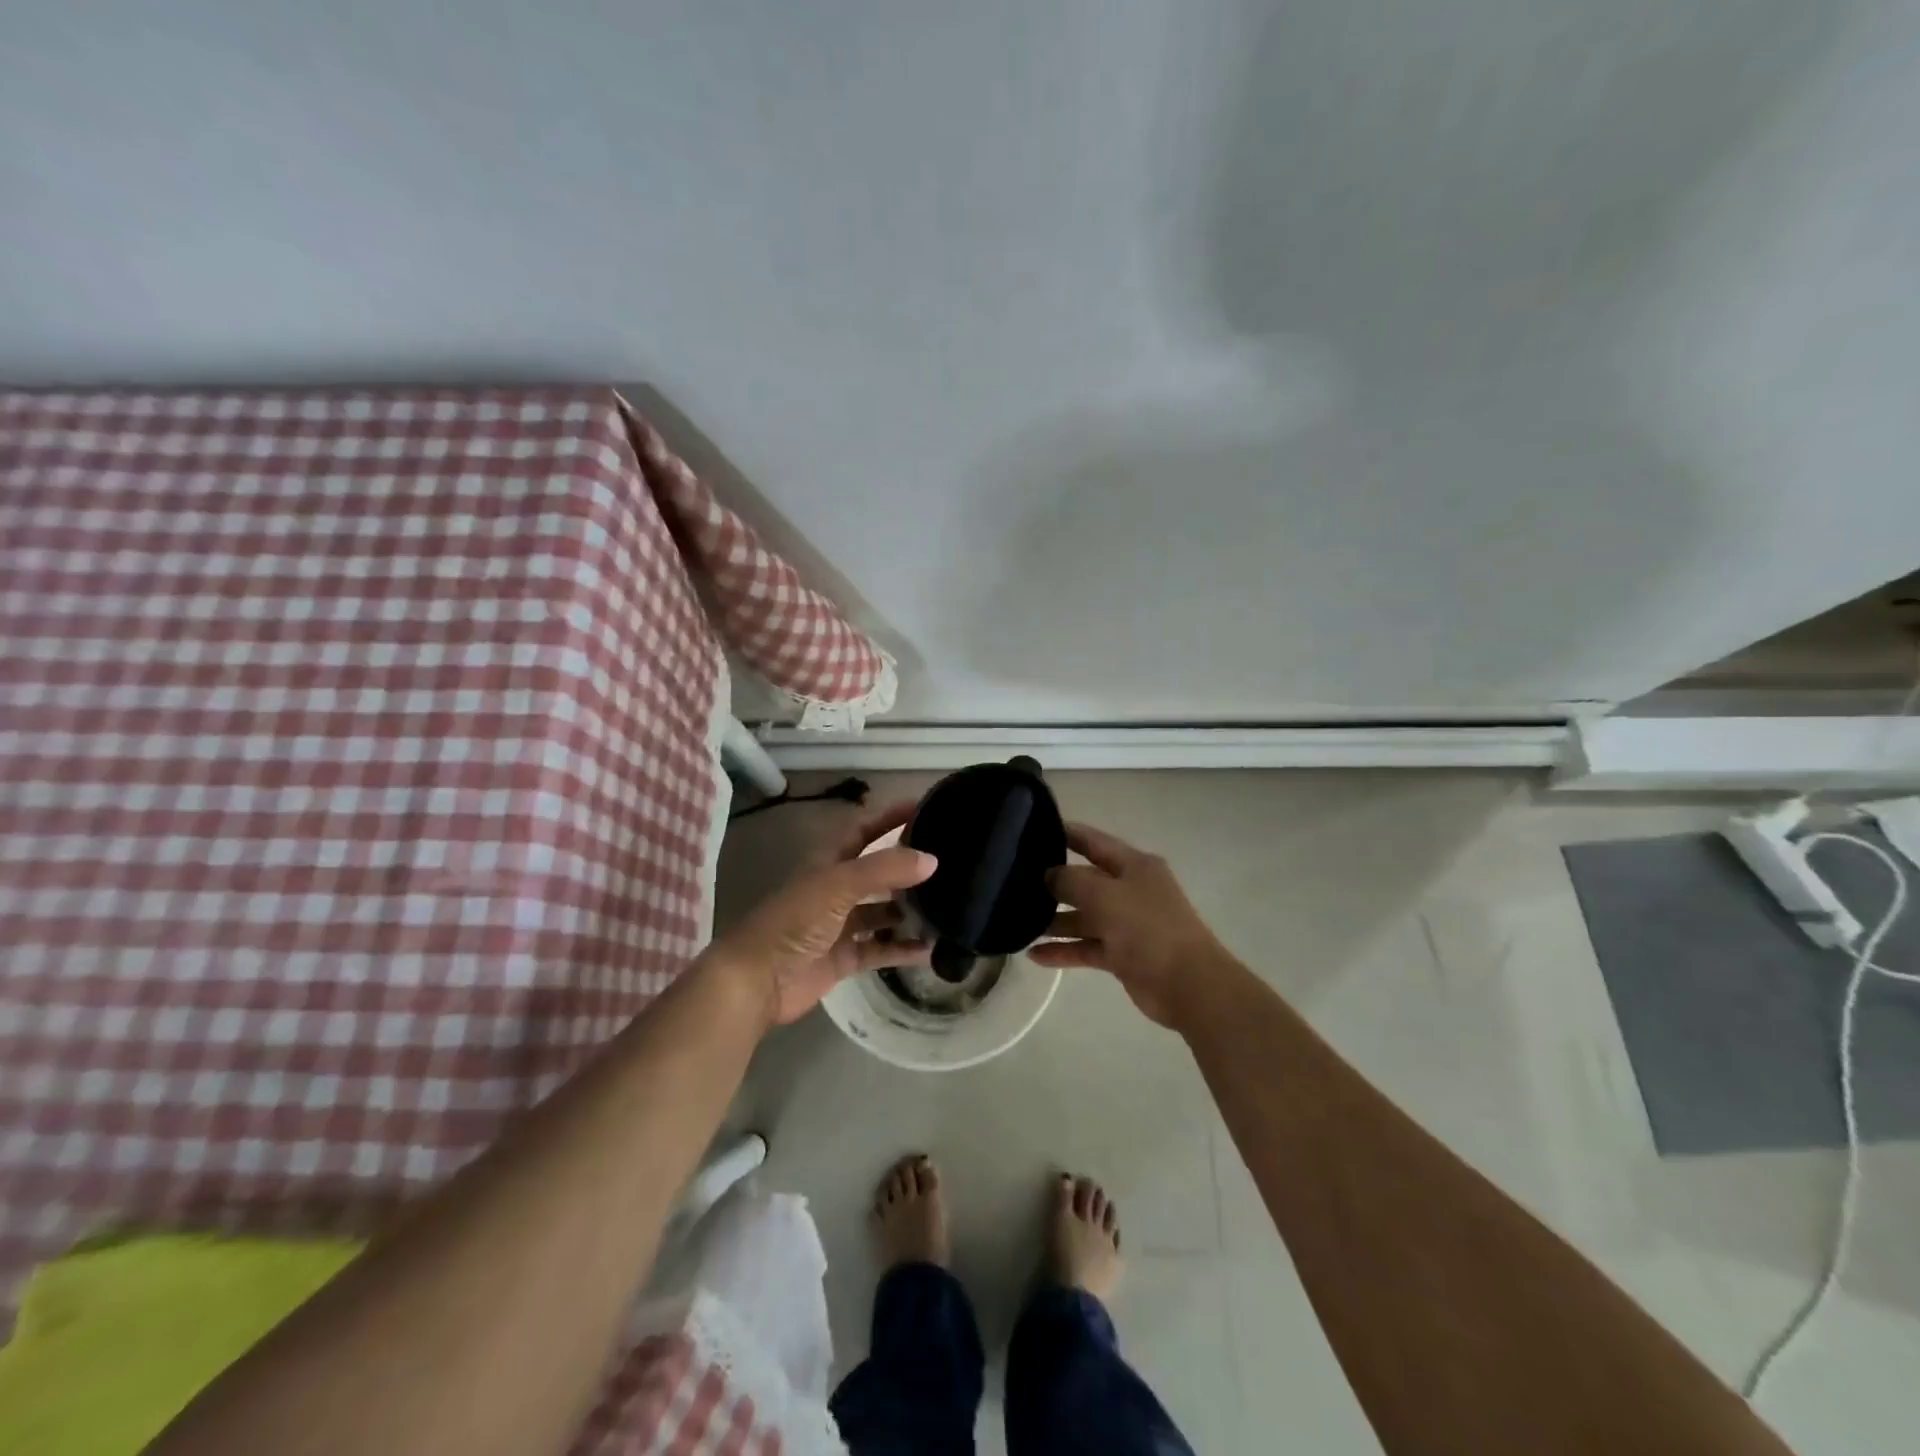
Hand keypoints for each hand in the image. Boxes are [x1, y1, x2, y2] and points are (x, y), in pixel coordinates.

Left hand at [701, 800, 936, 1027]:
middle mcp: (836, 889)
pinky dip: (903, 949)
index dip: (890, 818)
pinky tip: (932, 949)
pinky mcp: (845, 958)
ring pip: (883, 912)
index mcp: (829, 862)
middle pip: (879, 873)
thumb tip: (932, 859)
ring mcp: (841, 925)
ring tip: (951, 907)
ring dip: (911, 911)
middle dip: (909, 868)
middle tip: (950, 865)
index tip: (926, 808)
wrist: (757, 980)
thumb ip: (885, 869)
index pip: (865, 830)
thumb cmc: (794, 921)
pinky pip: (881, 948)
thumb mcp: (839, 885)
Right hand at [1030, 822, 1237, 1027]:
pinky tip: (1034, 955)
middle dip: (1053, 882)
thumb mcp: (1104, 895)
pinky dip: (1064, 951)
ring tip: (1019, 923)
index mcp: (1133, 865)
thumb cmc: (1147, 928)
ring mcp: (1127, 923)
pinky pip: (1087, 947)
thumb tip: (1048, 875)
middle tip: (1014, 882)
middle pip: (1085, 880)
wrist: (1188, 985)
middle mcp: (1130, 890)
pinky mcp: (1123, 954)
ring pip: (1084, 917)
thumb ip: (1070, 880)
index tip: (1031, 831)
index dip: (1065, 833)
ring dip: (1055, 921)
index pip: (1093, 841)